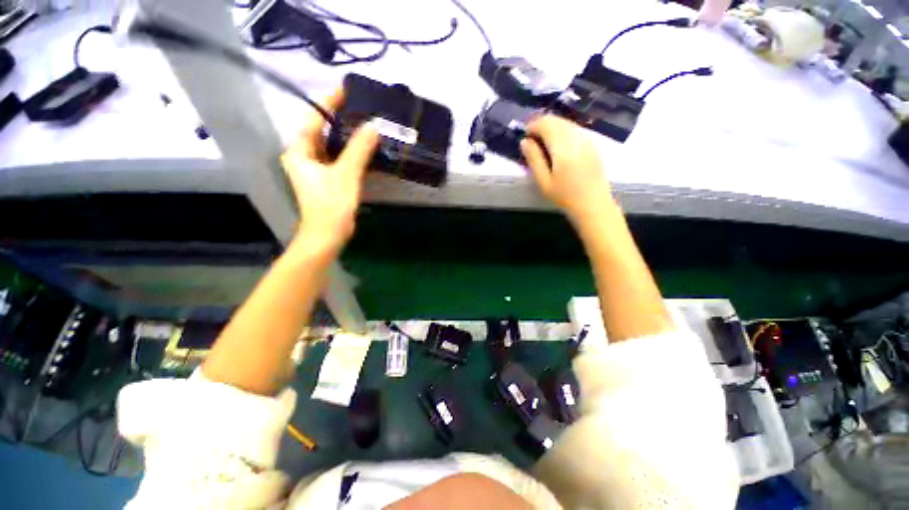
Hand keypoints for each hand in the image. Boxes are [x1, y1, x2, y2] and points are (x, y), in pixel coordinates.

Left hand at [280, 88, 378, 253]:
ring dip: (346, 136)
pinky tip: (363, 148)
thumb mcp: (346, 174)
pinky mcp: (326, 179)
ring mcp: (314, 169)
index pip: (313, 119)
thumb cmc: (331, 204)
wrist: (327, 235)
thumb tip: (373, 126)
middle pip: (321, 131)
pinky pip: (337, 158)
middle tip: (360, 108)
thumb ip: (359, 149)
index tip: (346, 90)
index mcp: (300, 151)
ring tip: (365, 124)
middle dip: (339, 119)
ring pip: (330, 146)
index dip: (328, 103)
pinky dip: (349, 152)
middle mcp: (303, 156)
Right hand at [520, 116, 614, 226]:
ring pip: (567, 123)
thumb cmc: (564, 196)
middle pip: (557, 120)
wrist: (593, 204)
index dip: (533, 126)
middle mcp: (576, 138)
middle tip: (532, 138)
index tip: (525, 135)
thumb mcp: (543, 181)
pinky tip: (559, 145)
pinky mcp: (593, 144)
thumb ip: (534, 159)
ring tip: (543, 142)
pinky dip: (564, 131)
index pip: (546, 124)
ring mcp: (587, 139)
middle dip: (542, 124)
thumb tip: (524, 141)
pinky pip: (575, 129)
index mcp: (563, 147)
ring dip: (553, 127)